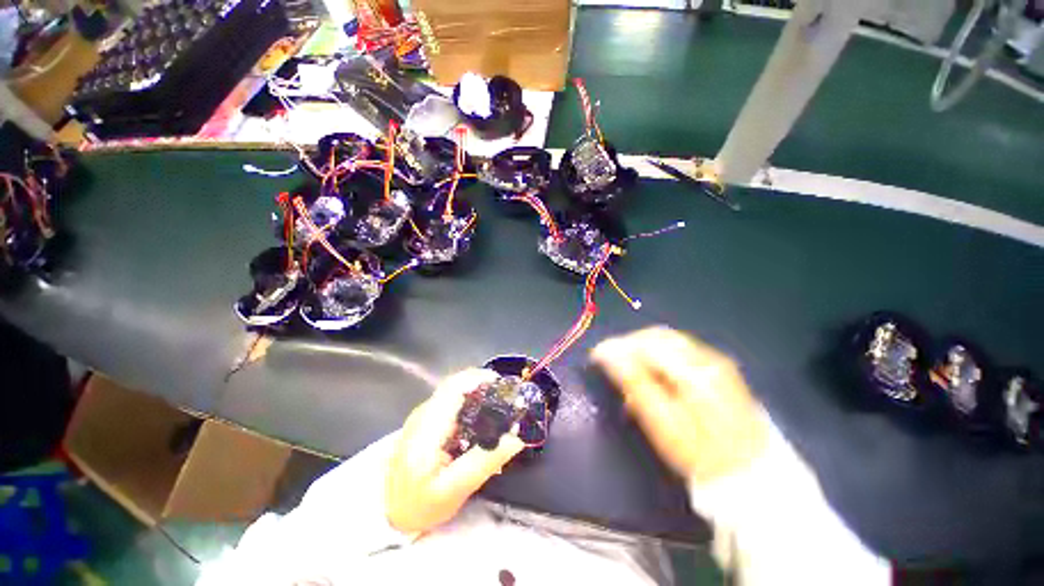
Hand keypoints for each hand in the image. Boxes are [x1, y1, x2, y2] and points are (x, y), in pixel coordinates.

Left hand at [385, 369, 525, 533]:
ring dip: (477, 391)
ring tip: (499, 406)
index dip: (480, 378)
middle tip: (507, 397)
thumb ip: (486, 461)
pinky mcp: (425, 420)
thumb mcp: (455, 489)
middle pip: (456, 384)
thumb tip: (516, 437)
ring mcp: (423, 415)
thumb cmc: (419, 505)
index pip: (455, 387)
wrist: (387, 514)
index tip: (504, 386)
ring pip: (454, 390)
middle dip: (483, 384)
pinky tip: (480, 417)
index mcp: (428, 426)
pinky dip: (469, 401)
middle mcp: (424, 412)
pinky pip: (451, 401)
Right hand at [591, 327, 768, 483]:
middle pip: (657, 335)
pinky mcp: (716, 367)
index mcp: (694, 370)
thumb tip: (605, 353)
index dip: (617, 346)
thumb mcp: (662, 422)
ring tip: (626, 365)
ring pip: (667, 339)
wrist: (749, 475)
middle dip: (628, 343)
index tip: (596, 356)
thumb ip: (634, 382)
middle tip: (609, 361)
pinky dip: (656, 353)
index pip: (646, 344)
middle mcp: (706, 356)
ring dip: (641, 347)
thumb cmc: (700, 455)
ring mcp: (714, 360)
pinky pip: (678, 348)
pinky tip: (650, 370)